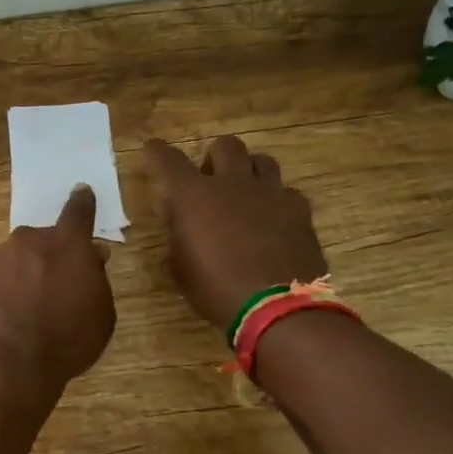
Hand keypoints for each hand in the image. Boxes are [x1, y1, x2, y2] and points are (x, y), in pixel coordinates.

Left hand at [0, 185, 115, 388]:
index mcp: (66, 245)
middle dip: (45, 258)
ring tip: (21, 317)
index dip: (81, 202)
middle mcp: (26, 241)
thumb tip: (92, 257)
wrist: (5, 363)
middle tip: (50, 290)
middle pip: (39, 242)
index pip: (78, 212)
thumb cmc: (65, 341)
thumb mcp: (101, 315)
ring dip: (16, 279)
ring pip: (9, 263)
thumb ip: (96, 279)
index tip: (81, 191)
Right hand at [142, 136, 328, 330]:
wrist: (276, 308)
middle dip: (214, 157)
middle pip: (226, 145)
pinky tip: (274, 220)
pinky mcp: (300, 211)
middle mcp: (232, 183)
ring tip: (245, 194)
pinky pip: (287, 192)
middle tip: (211, 181)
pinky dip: (277, 201)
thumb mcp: (180, 265)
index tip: (152, 149)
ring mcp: (271, 194)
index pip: (169, 159)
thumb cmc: (216, 289)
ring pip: (262, 160)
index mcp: (194, 195)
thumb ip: (179, 232)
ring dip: (249, 172)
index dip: (157, 151)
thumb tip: (182, 217)